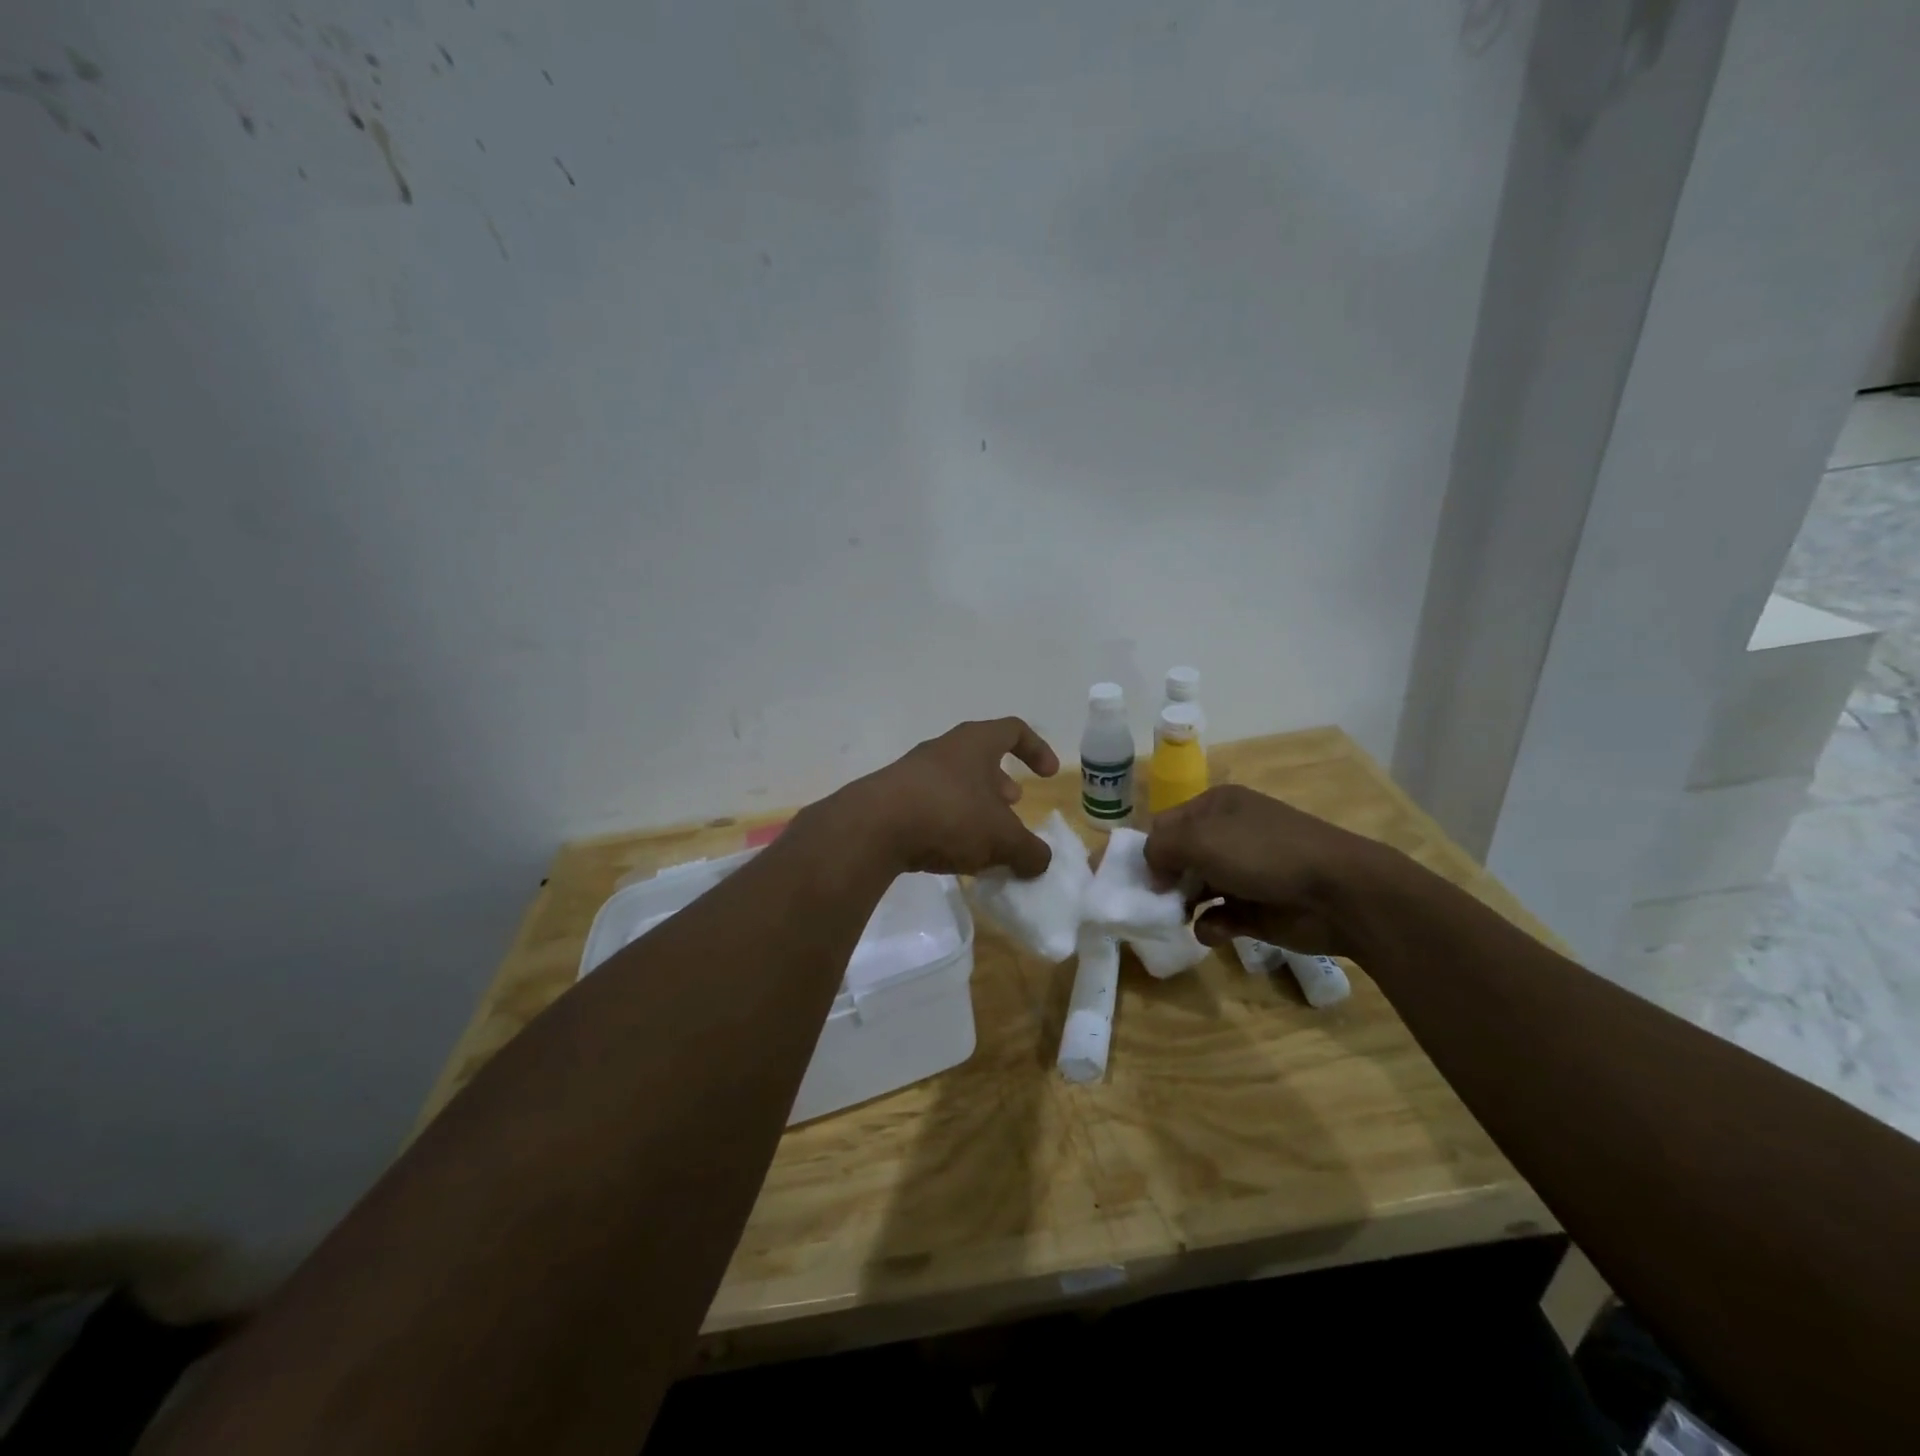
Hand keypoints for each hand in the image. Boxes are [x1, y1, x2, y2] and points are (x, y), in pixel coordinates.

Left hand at [833, 718, 1060, 877]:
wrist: (871, 828)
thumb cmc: (949, 816)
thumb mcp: (1002, 838)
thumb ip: (1029, 850)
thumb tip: (1041, 861)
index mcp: (974, 744)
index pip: (1013, 730)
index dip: (1036, 749)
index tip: (1048, 775)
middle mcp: (943, 750)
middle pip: (980, 757)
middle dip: (1000, 783)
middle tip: (1013, 807)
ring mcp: (913, 773)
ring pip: (954, 783)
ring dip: (974, 805)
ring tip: (986, 837)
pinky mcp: (890, 799)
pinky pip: (930, 805)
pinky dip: (948, 823)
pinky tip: (952, 852)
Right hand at [1143, 784, 1393, 956]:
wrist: (1339, 892)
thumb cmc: (1262, 853)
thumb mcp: (1199, 838)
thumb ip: (1160, 848)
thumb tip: (1152, 872)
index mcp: (1216, 806)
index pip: (1166, 824)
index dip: (1150, 849)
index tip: (1142, 877)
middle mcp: (1228, 835)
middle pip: (1179, 858)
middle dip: (1165, 881)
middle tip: (1156, 903)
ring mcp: (1244, 873)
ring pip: (1197, 890)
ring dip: (1185, 906)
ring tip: (1180, 919)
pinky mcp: (1256, 909)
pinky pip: (1219, 918)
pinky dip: (1212, 927)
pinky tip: (1216, 932)